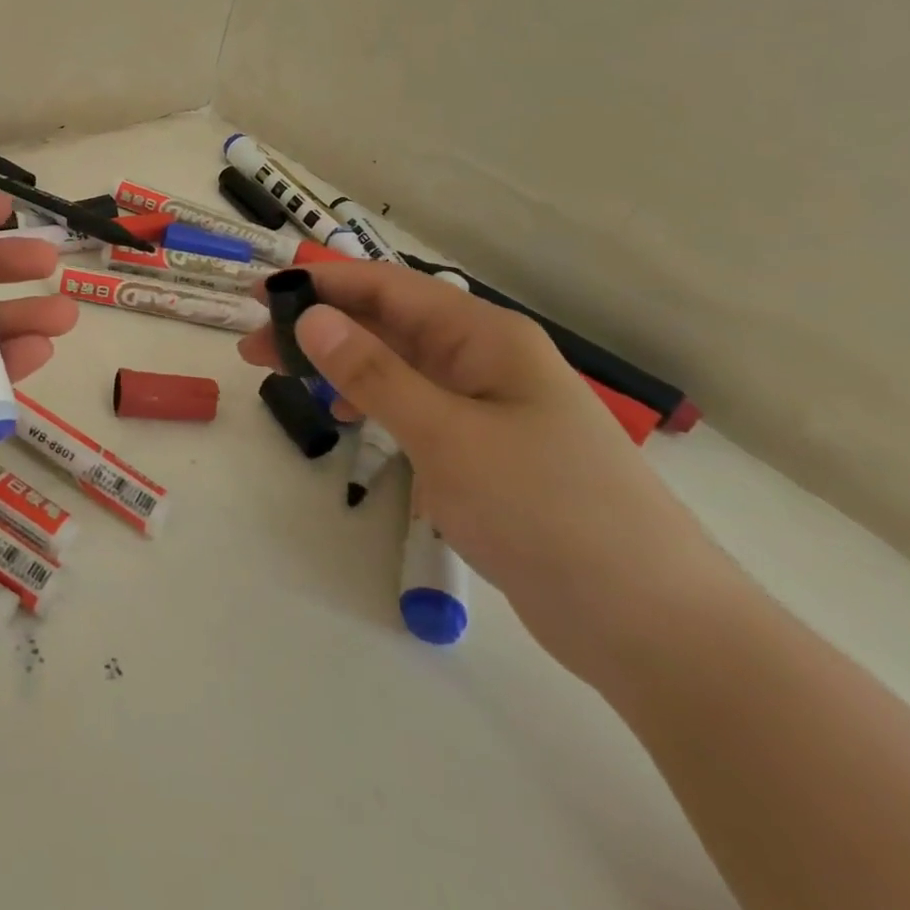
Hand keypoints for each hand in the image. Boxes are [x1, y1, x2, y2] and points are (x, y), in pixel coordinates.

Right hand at [238, 261, 731, 678]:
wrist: (653, 625)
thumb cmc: (547, 510)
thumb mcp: (447, 435)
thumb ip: (374, 373)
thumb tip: (312, 316)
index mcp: (484, 336)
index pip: (387, 288)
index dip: (321, 284)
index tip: (261, 295)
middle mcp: (485, 359)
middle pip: (387, 324)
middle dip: (321, 328)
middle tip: (255, 349)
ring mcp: (488, 406)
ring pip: (398, 366)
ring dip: (341, 365)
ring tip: (286, 379)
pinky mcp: (486, 451)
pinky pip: (416, 407)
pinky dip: (374, 402)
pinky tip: (348, 417)